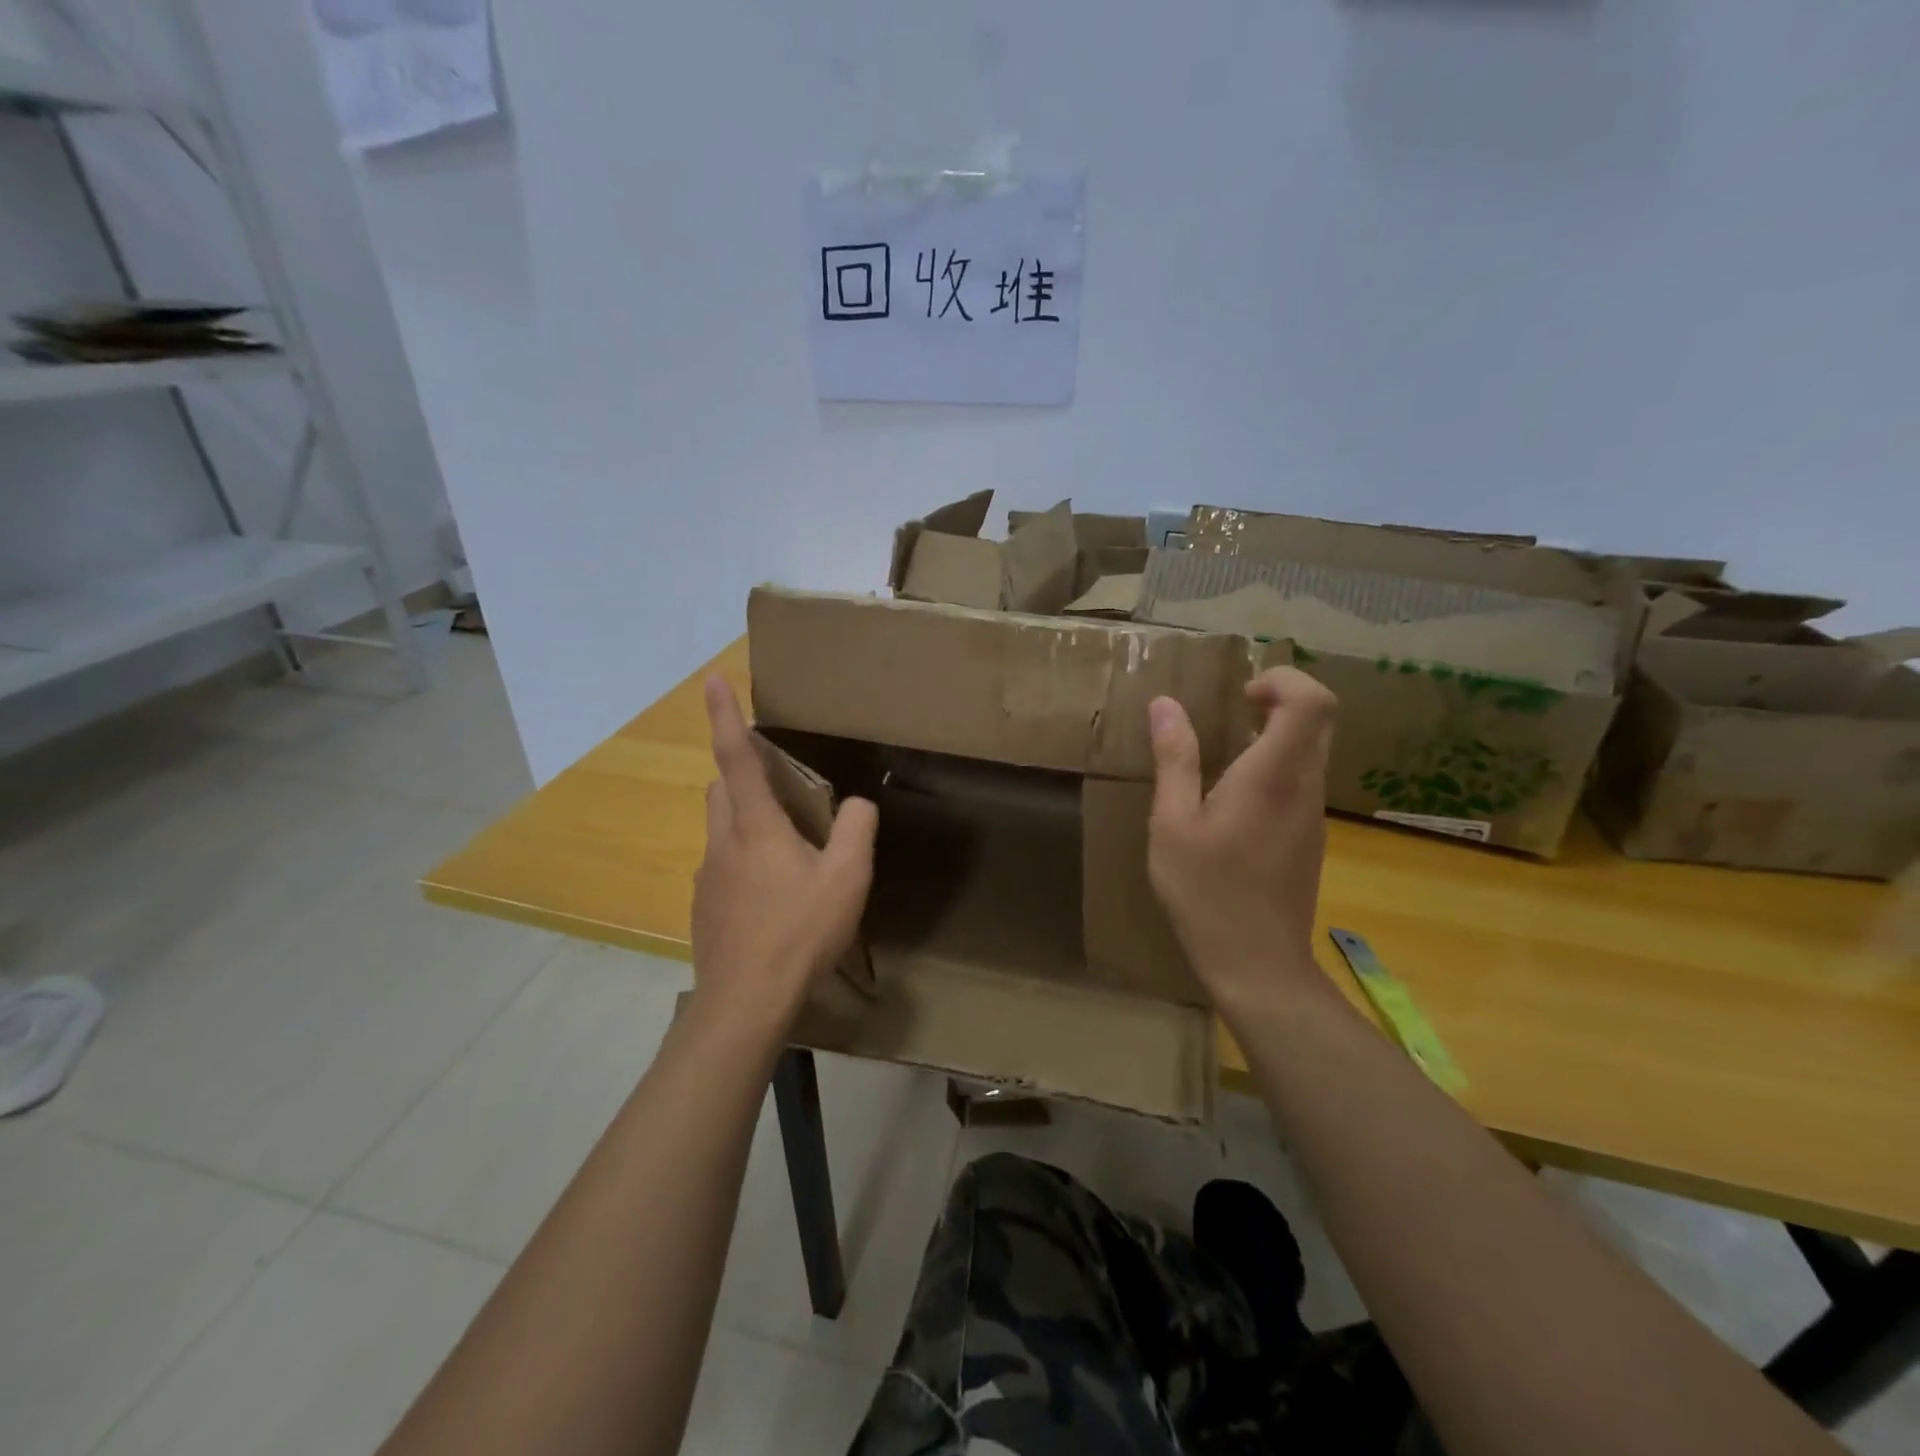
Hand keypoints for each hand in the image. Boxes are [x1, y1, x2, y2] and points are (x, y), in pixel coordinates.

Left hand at [691, 676, 876, 1036]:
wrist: (745, 1002)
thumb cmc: (799, 932)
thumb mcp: (848, 879)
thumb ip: (858, 830)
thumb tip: (858, 804)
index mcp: (755, 827)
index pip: (736, 757)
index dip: (725, 716)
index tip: (711, 679)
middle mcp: (722, 843)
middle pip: (720, 789)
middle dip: (741, 775)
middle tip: (781, 789)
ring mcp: (707, 878)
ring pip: (720, 829)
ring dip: (744, 821)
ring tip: (786, 851)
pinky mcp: (704, 908)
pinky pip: (722, 867)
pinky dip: (742, 862)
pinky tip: (772, 898)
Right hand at [1146, 667, 1336, 1015]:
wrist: (1257, 965)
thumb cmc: (1206, 892)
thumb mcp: (1173, 824)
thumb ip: (1175, 760)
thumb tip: (1165, 705)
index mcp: (1274, 777)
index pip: (1312, 702)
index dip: (1283, 680)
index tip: (1241, 694)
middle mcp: (1305, 787)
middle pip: (1322, 719)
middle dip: (1283, 699)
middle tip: (1236, 710)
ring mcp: (1314, 815)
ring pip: (1315, 750)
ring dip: (1279, 733)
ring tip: (1227, 751)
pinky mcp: (1311, 838)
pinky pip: (1304, 781)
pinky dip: (1278, 765)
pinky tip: (1235, 798)